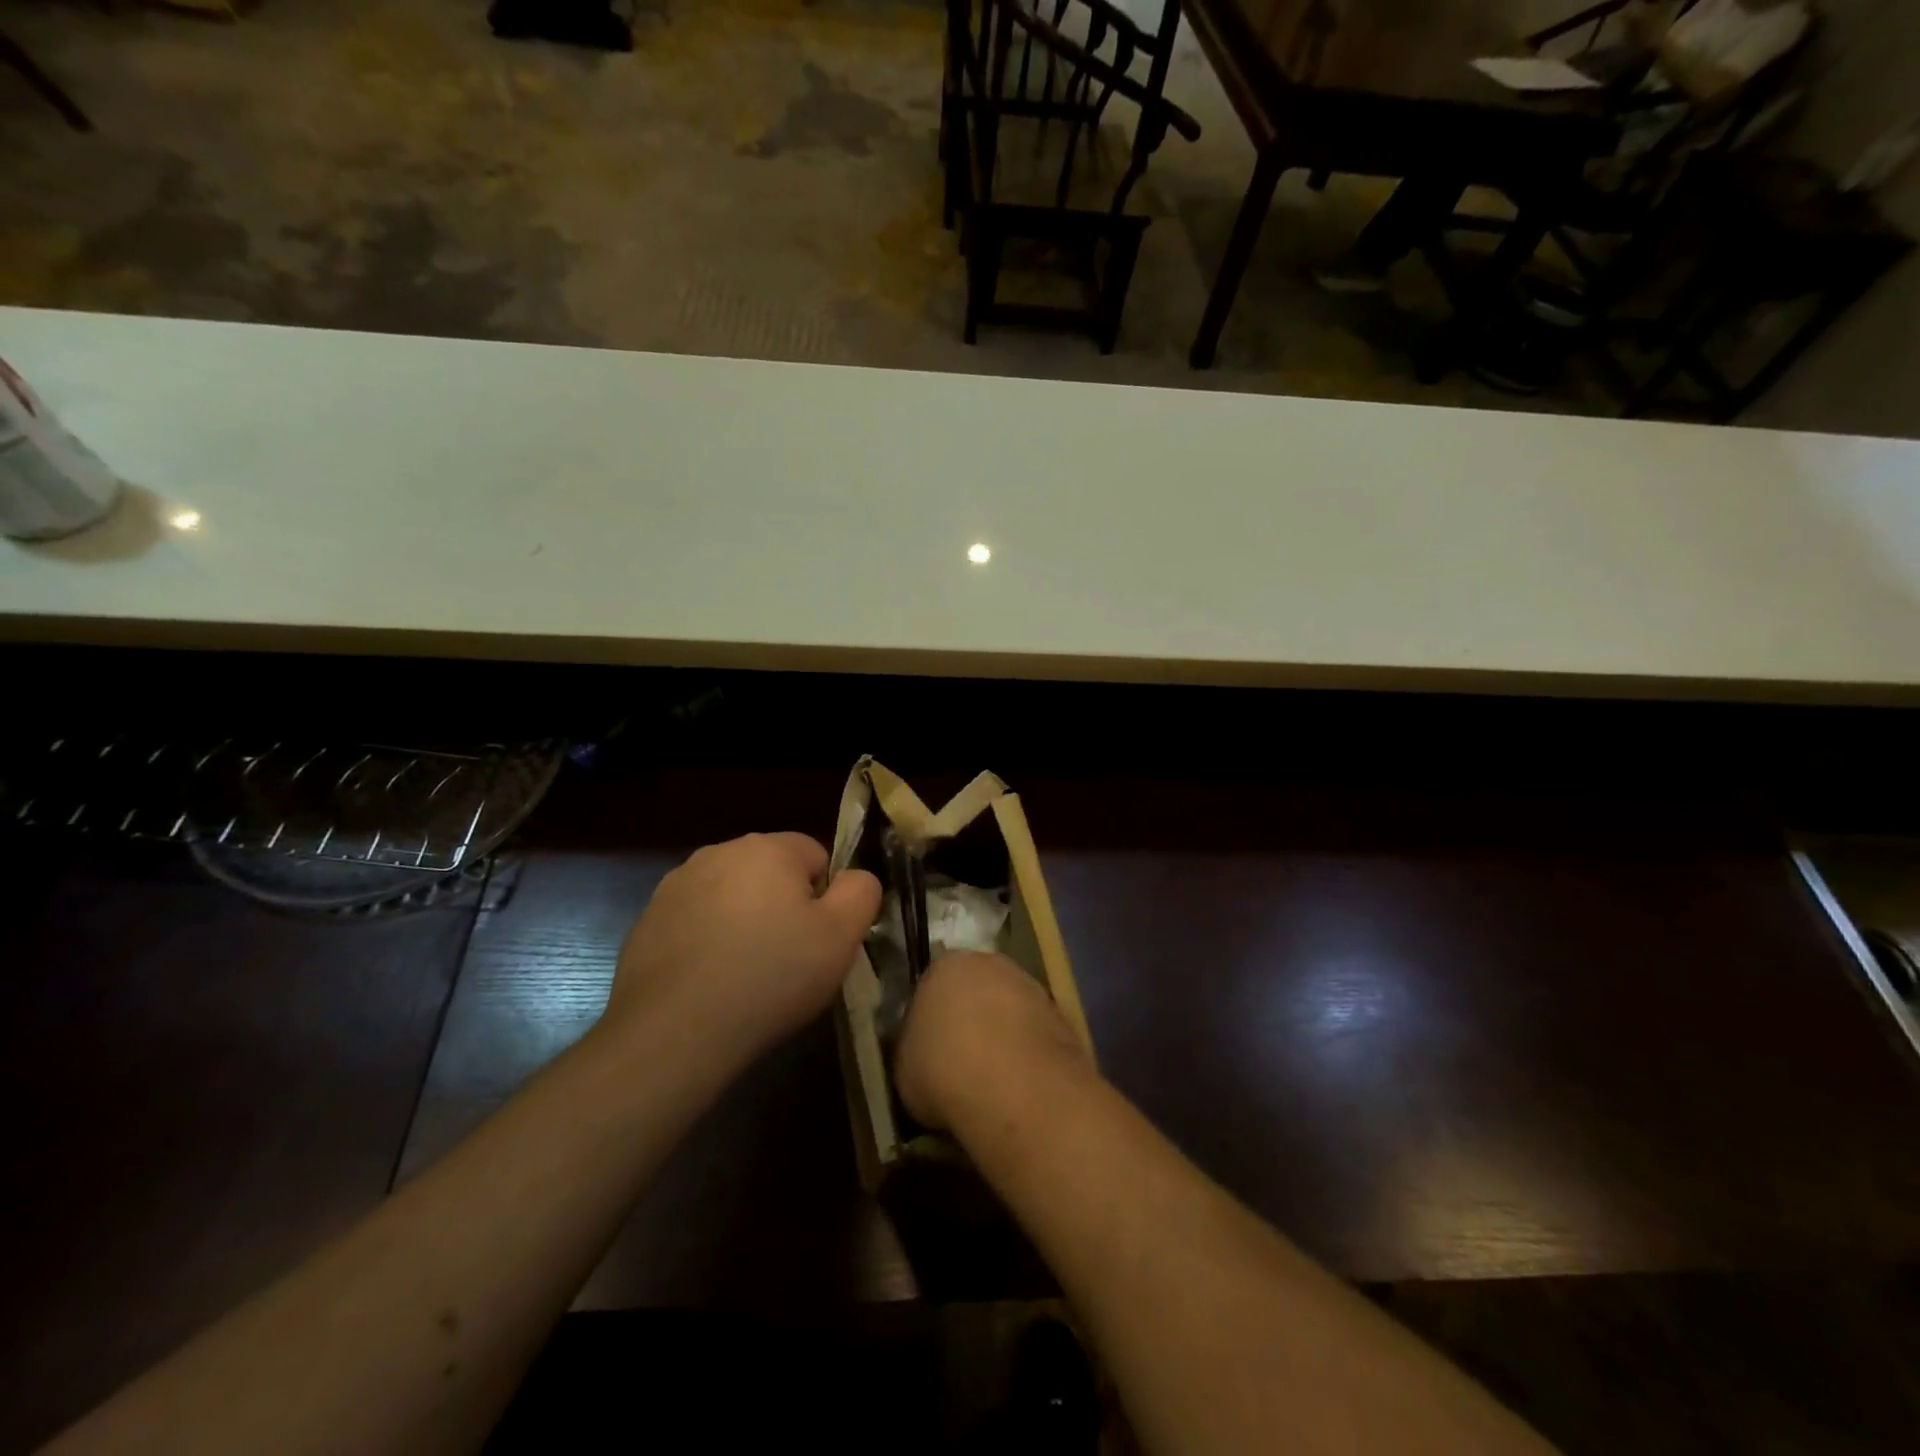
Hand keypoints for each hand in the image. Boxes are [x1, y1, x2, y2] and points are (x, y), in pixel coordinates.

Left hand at [605, 833, 880, 1068]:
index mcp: (767, 848)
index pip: (815, 855)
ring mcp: (675, 886)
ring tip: (746, 975)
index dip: (825, 898)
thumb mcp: (841, 936)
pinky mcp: (647, 922)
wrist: (675, 1033)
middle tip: (788, 959)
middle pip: (770, 873)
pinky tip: (710, 983)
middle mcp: (718, 853)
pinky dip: (707, 942)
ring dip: (743, 921)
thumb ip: (861, 892)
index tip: (818, 939)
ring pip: (731, 896)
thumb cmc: (771, 976)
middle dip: (783, 906)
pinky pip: (695, 922)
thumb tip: (855, 878)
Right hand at [896, 951, 1092, 1131]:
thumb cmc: (944, 1070)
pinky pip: (1035, 1033)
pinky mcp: (1062, 1014)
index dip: (931, 1019)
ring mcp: (1031, 985)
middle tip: (962, 1061)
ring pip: (1010, 1008)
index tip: (929, 1049)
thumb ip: (913, 1049)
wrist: (1015, 1087)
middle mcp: (990, 963)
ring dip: (1004, 1034)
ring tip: (994, 1079)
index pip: (932, 985)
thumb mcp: (905, 1067)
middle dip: (971, 1018)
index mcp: (945, 965)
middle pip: (976, 989)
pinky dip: (1029, 1052)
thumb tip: (922, 1055)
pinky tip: (1021, 1085)